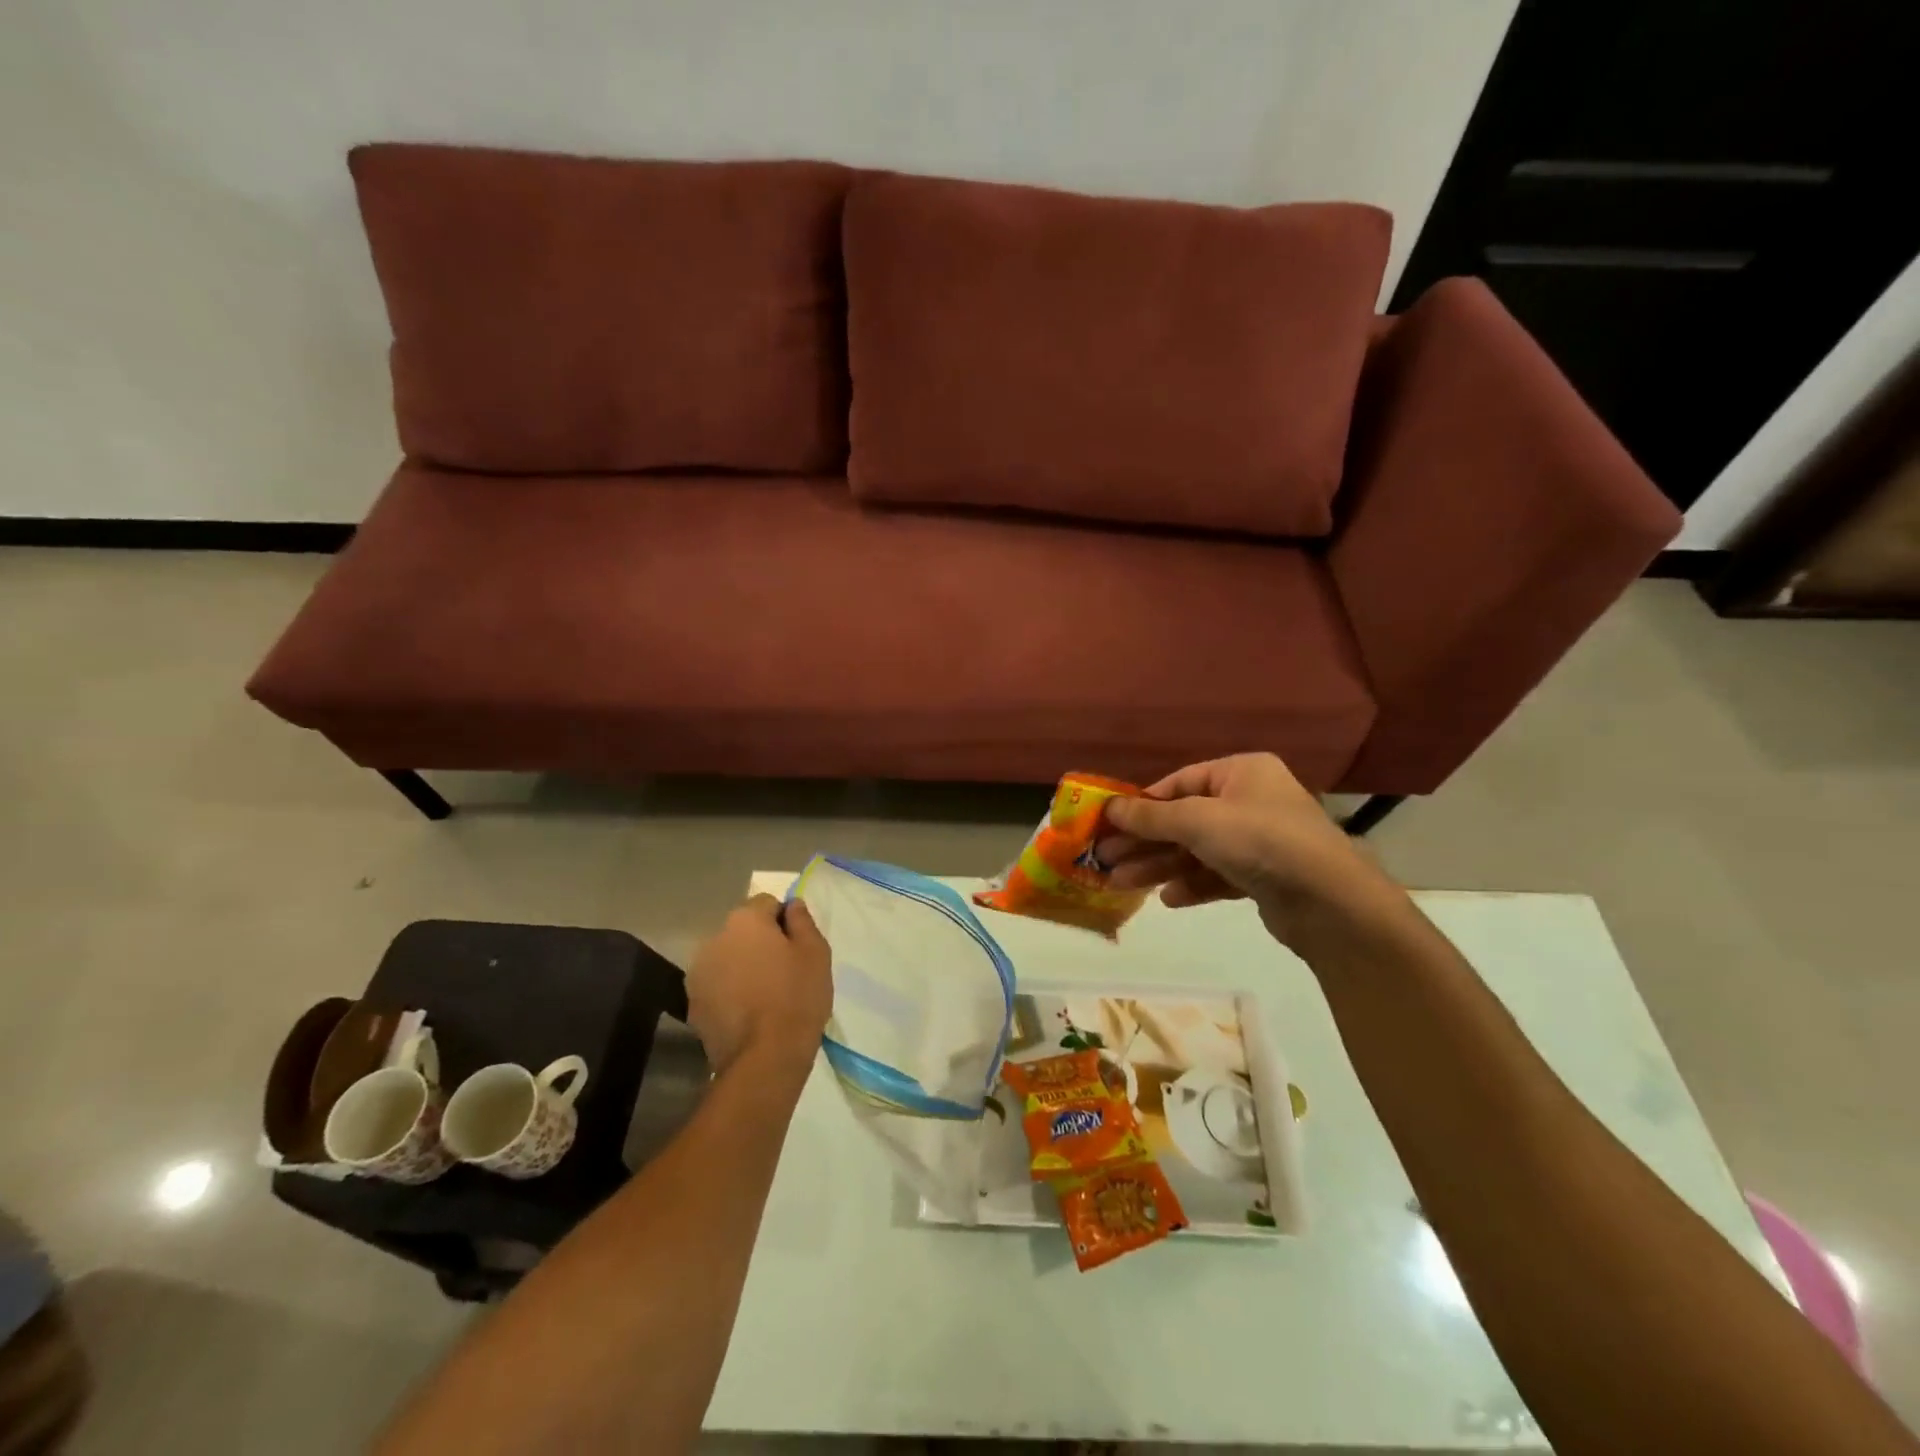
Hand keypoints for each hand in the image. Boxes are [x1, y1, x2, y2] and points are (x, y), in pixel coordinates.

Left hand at [686, 895, 832, 1078]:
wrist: (764, 1057)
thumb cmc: (796, 996)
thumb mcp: (815, 952)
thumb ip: (802, 921)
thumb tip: (793, 905)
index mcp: (744, 920)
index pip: (767, 903)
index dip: (785, 921)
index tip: (798, 946)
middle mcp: (714, 938)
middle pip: (743, 931)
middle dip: (760, 943)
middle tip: (785, 970)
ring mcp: (698, 973)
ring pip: (728, 958)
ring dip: (743, 967)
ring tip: (765, 995)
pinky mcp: (693, 1004)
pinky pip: (717, 986)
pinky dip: (730, 991)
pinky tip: (749, 1013)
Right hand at [1097, 754, 1400, 946]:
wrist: (1329, 901)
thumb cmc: (1260, 840)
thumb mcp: (1197, 821)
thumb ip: (1151, 816)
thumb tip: (1108, 808)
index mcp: (1241, 773)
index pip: (1180, 783)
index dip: (1143, 805)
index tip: (1109, 824)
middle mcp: (1251, 801)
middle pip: (1184, 820)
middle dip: (1144, 842)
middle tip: (1105, 860)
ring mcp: (1259, 841)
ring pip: (1197, 851)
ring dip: (1159, 867)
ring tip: (1121, 885)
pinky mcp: (1264, 877)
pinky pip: (1217, 875)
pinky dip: (1192, 885)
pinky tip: (1168, 899)